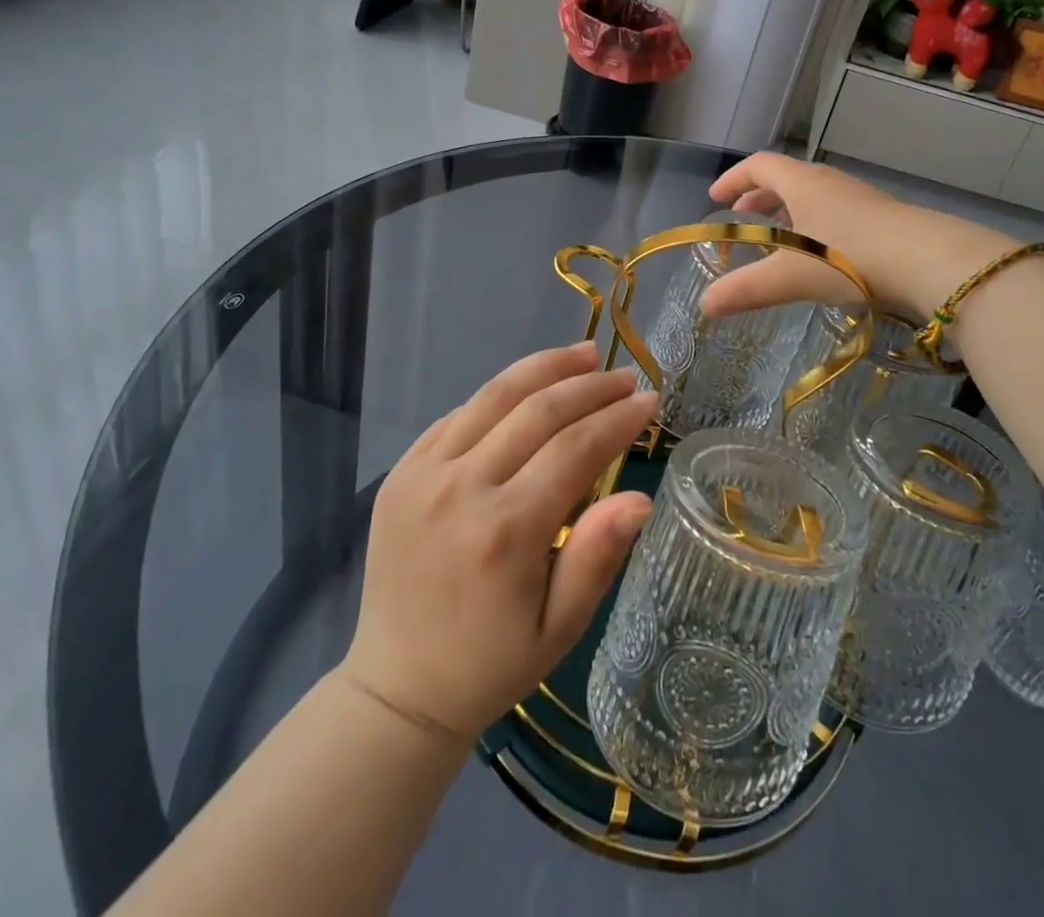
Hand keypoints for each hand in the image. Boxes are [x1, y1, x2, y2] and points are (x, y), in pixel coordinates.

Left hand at [337, 343, 655, 745]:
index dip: (617, 418)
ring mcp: (422, 474)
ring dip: (545, 368)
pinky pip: (458, 415)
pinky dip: (499, 395)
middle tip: (624, 377)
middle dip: (590, 386)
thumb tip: (639, 497)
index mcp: (505, 532)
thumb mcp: (559, 628)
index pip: (575, 448)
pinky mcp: (400, 472)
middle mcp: (461, 489)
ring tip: (584, 355)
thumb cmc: (490, 664)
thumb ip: (597, 556)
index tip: (648, 401)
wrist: (396, 689)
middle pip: (537, 410)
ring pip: (494, 396)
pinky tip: (528, 390)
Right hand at [699, 153, 1018, 322]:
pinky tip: (821, 254)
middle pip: (786, 178)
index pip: (759, 166)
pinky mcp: (883, 217)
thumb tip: (705, 305)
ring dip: (789, 210)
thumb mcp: (789, 277)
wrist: (929, 261)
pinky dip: (816, 224)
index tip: (715, 197)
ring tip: (779, 237)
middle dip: (759, 196)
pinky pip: (836, 211)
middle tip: (742, 217)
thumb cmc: (850, 258)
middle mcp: (829, 182)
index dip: (733, 178)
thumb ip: (745, 290)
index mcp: (802, 184)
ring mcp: (859, 198)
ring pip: (814, 195)